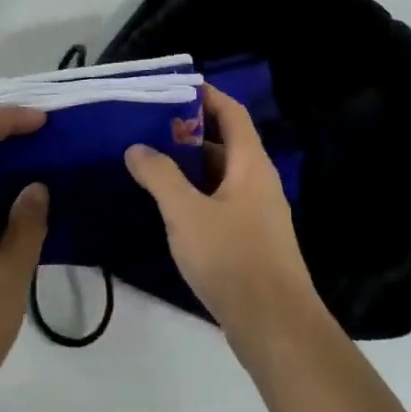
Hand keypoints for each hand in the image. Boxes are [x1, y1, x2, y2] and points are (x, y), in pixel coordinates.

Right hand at [125, 85, 328, 356]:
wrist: (273, 324)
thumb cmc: (231, 258)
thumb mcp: (186, 213)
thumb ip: (159, 176)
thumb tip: (137, 147)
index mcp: (251, 164)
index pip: (231, 113)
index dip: (205, 95)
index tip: (171, 87)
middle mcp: (258, 181)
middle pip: (225, 142)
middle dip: (189, 131)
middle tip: (148, 127)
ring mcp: (257, 212)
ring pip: (221, 175)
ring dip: (189, 166)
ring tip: (149, 162)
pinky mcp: (250, 239)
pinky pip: (221, 202)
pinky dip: (196, 194)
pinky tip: (169, 207)